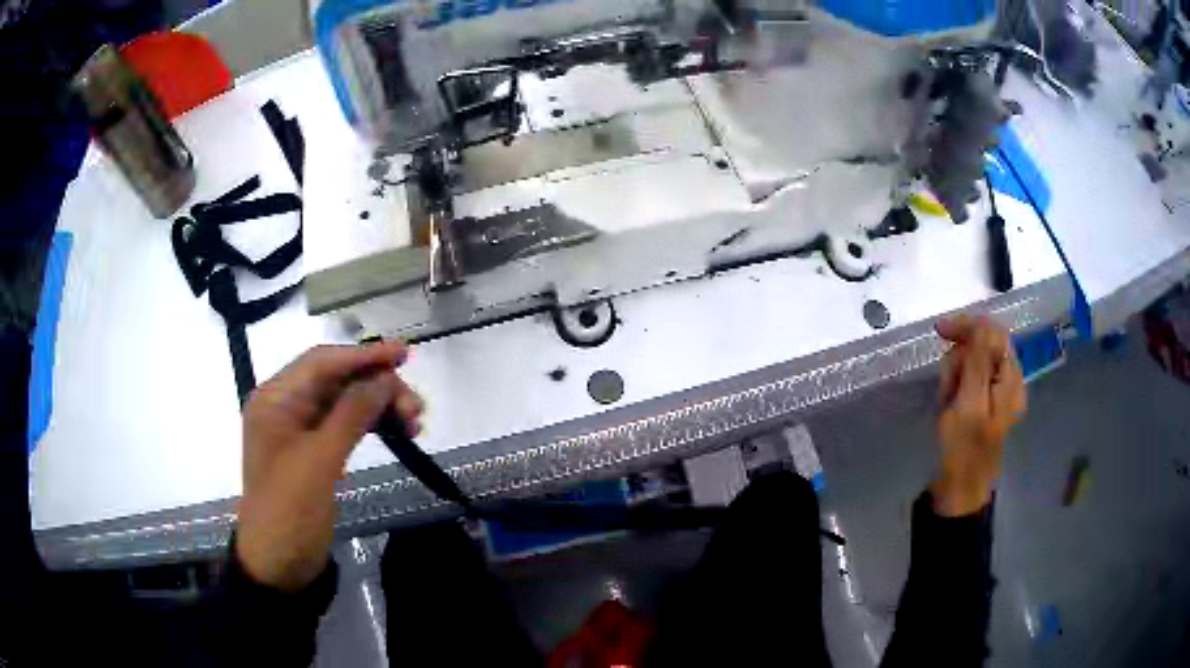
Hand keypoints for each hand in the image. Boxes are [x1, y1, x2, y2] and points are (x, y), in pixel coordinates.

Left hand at [236, 342, 423, 591]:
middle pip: (336, 380)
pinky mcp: (314, 452)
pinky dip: (370, 425)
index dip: (363, 355)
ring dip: (378, 406)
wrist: (278, 565)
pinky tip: (396, 432)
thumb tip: (384, 378)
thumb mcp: (319, 462)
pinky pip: (345, 425)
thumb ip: (350, 414)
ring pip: (344, 402)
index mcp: (275, 400)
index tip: (403, 353)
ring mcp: (299, 430)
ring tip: (414, 423)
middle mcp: (286, 406)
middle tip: (415, 409)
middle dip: (376, 386)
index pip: (322, 363)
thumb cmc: (290, 511)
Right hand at [931, 315, 1025, 516]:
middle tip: (947, 387)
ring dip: (954, 373)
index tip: (940, 331)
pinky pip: (968, 377)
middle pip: (983, 344)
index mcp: (1011, 380)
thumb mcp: (970, 404)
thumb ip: (978, 362)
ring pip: (972, 360)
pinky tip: (949, 403)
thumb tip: (982, 324)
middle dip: (960, 358)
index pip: (994, 333)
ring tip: (947, 401)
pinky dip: (955, 384)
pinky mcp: (984, 400)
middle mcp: (1009, 380)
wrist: (959, 489)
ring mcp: (997, 391)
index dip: (969, 326)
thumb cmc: (964, 449)